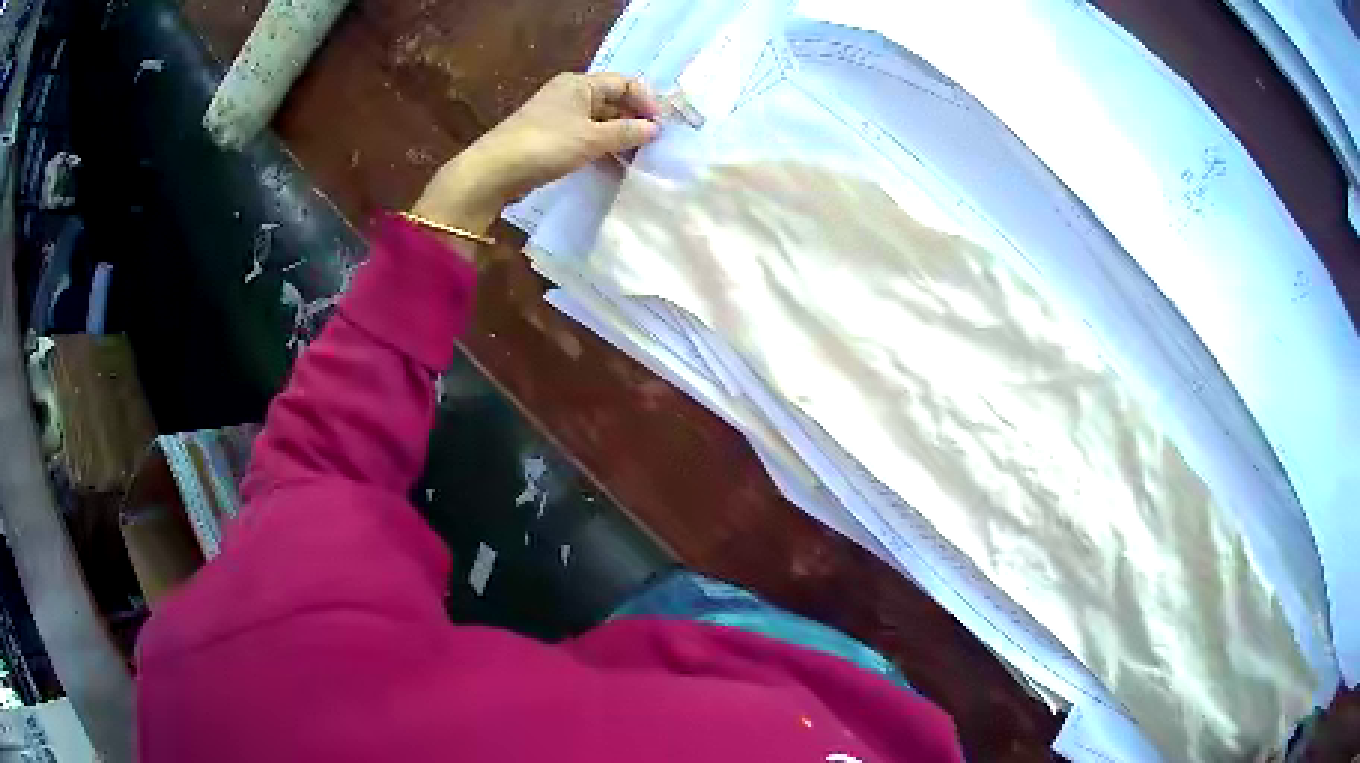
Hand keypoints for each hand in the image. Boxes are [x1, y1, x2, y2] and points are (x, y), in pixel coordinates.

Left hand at [411, 72, 661, 243]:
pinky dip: (602, 148)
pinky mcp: (551, 137)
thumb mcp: (591, 138)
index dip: (646, 101)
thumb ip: (626, 132)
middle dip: (635, 120)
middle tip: (655, 145)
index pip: (625, 83)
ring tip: (639, 159)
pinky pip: (586, 137)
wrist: (494, 171)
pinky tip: (615, 166)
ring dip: (620, 137)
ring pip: (600, 121)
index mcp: (580, 83)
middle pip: (613, 101)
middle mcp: (571, 94)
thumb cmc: (545, 145)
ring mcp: (560, 116)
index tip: (660, 127)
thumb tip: (655, 129)